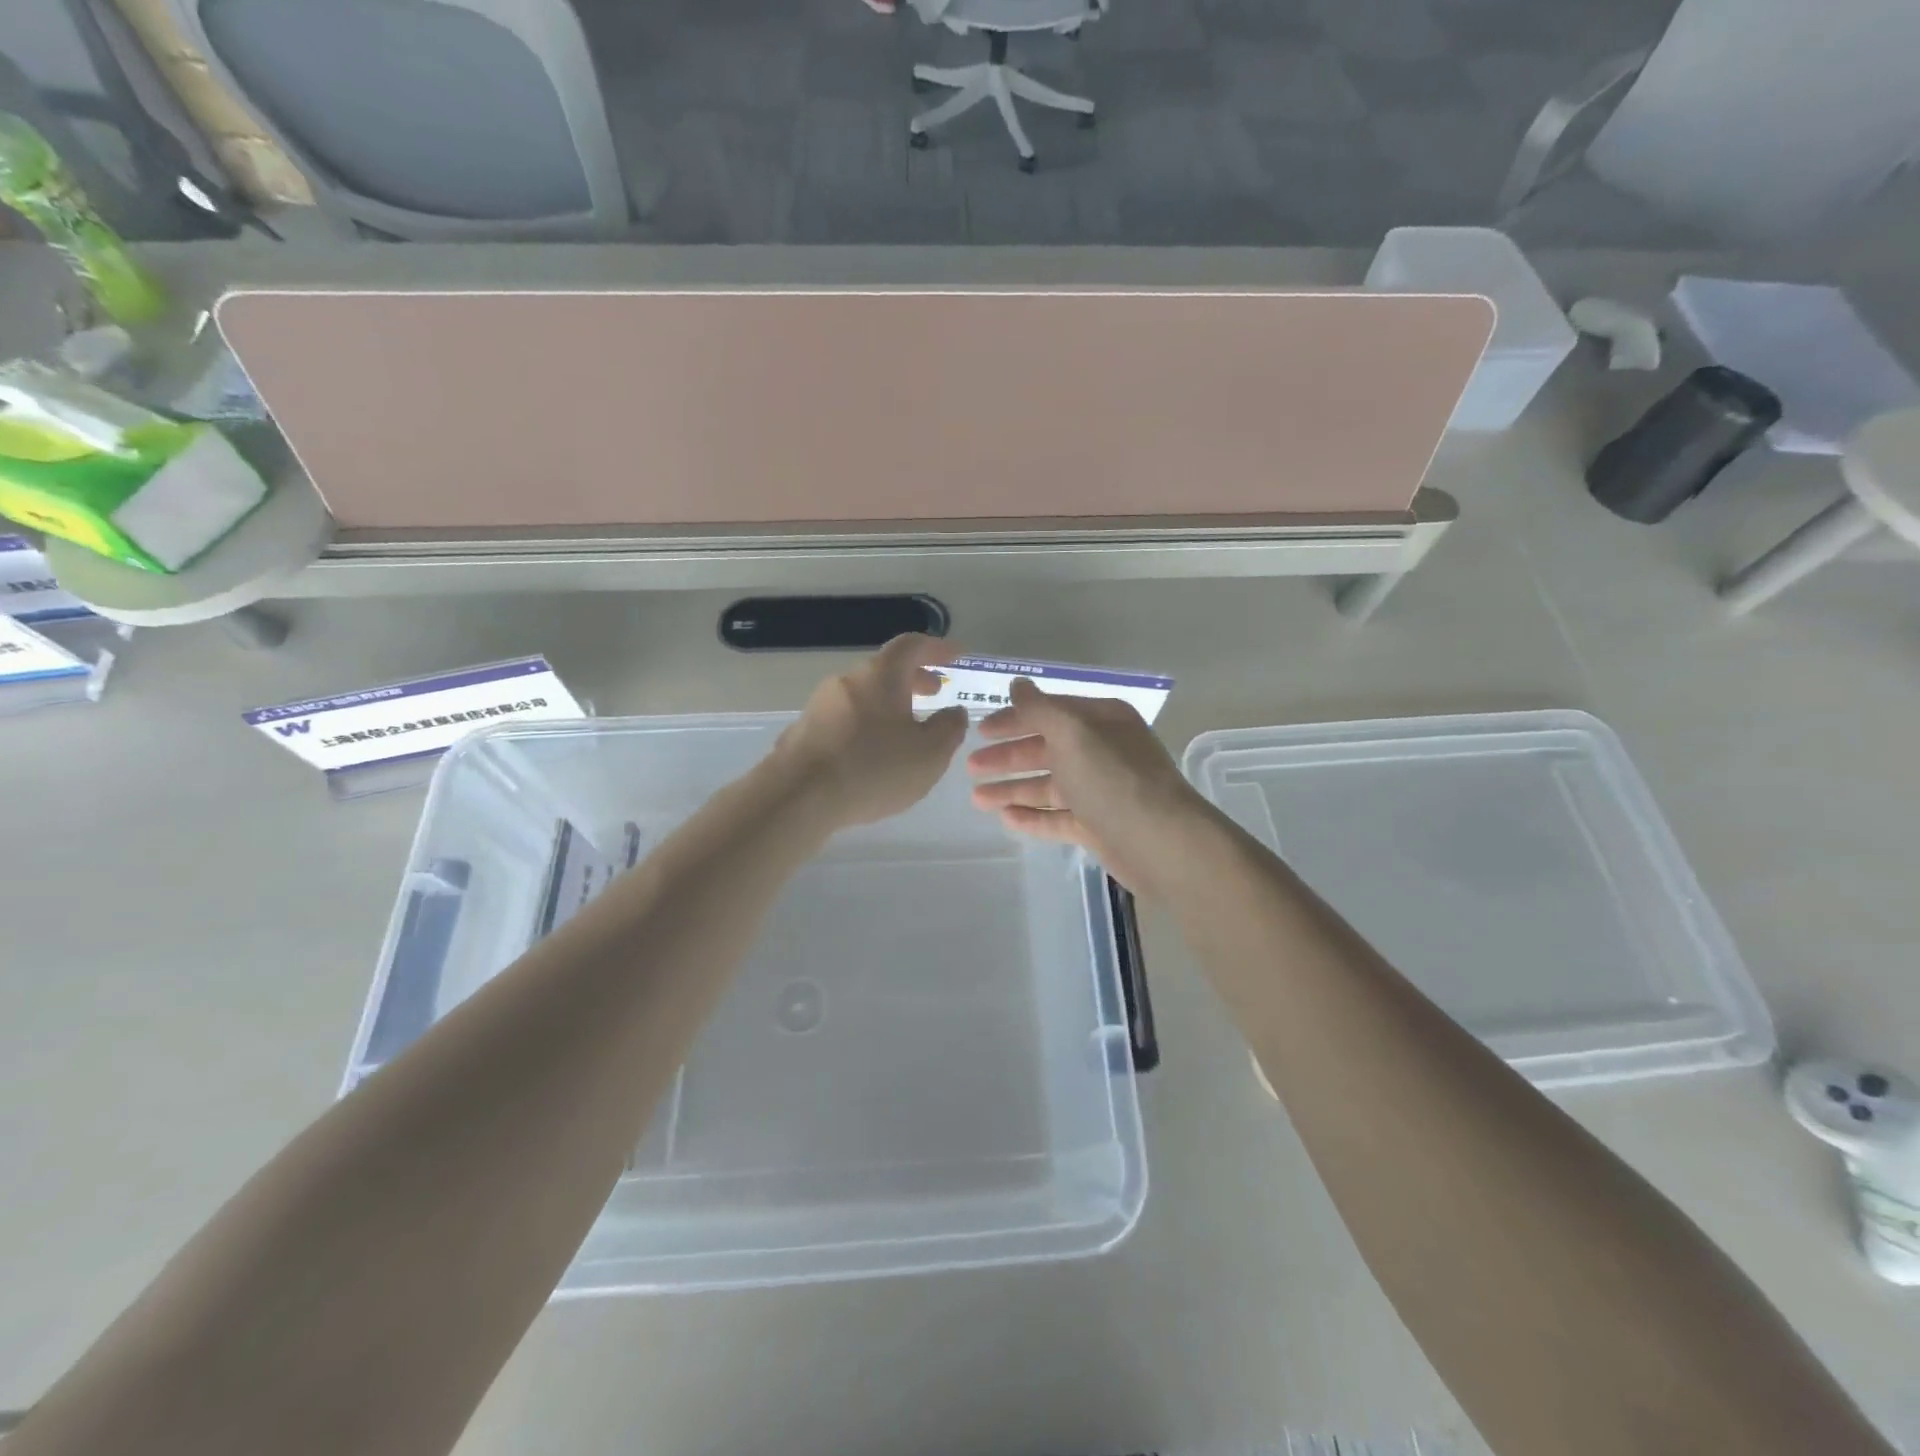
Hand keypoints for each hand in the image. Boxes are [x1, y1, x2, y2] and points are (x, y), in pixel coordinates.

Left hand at [773, 634, 968, 827]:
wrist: (797, 797)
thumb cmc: (873, 769)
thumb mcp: (929, 754)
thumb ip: (949, 728)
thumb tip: (953, 711)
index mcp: (880, 676)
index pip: (912, 645)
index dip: (937, 648)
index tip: (956, 657)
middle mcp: (847, 681)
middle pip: (885, 670)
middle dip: (914, 679)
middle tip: (934, 694)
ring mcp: (819, 705)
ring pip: (863, 695)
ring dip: (889, 705)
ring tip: (905, 732)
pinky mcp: (803, 732)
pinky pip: (844, 719)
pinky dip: (866, 726)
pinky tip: (871, 756)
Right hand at [966, 677, 1212, 895]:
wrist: (1160, 843)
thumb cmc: (1113, 779)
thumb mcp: (1073, 733)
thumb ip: (1039, 709)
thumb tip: (1017, 684)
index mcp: (1101, 721)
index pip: (1050, 712)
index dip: (1014, 719)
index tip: (980, 730)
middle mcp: (1103, 751)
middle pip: (1047, 749)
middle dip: (1008, 757)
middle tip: (971, 766)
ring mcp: (1101, 790)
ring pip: (1049, 786)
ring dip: (1013, 789)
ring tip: (977, 798)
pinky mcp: (1099, 826)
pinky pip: (1058, 817)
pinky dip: (1033, 817)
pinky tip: (1005, 819)